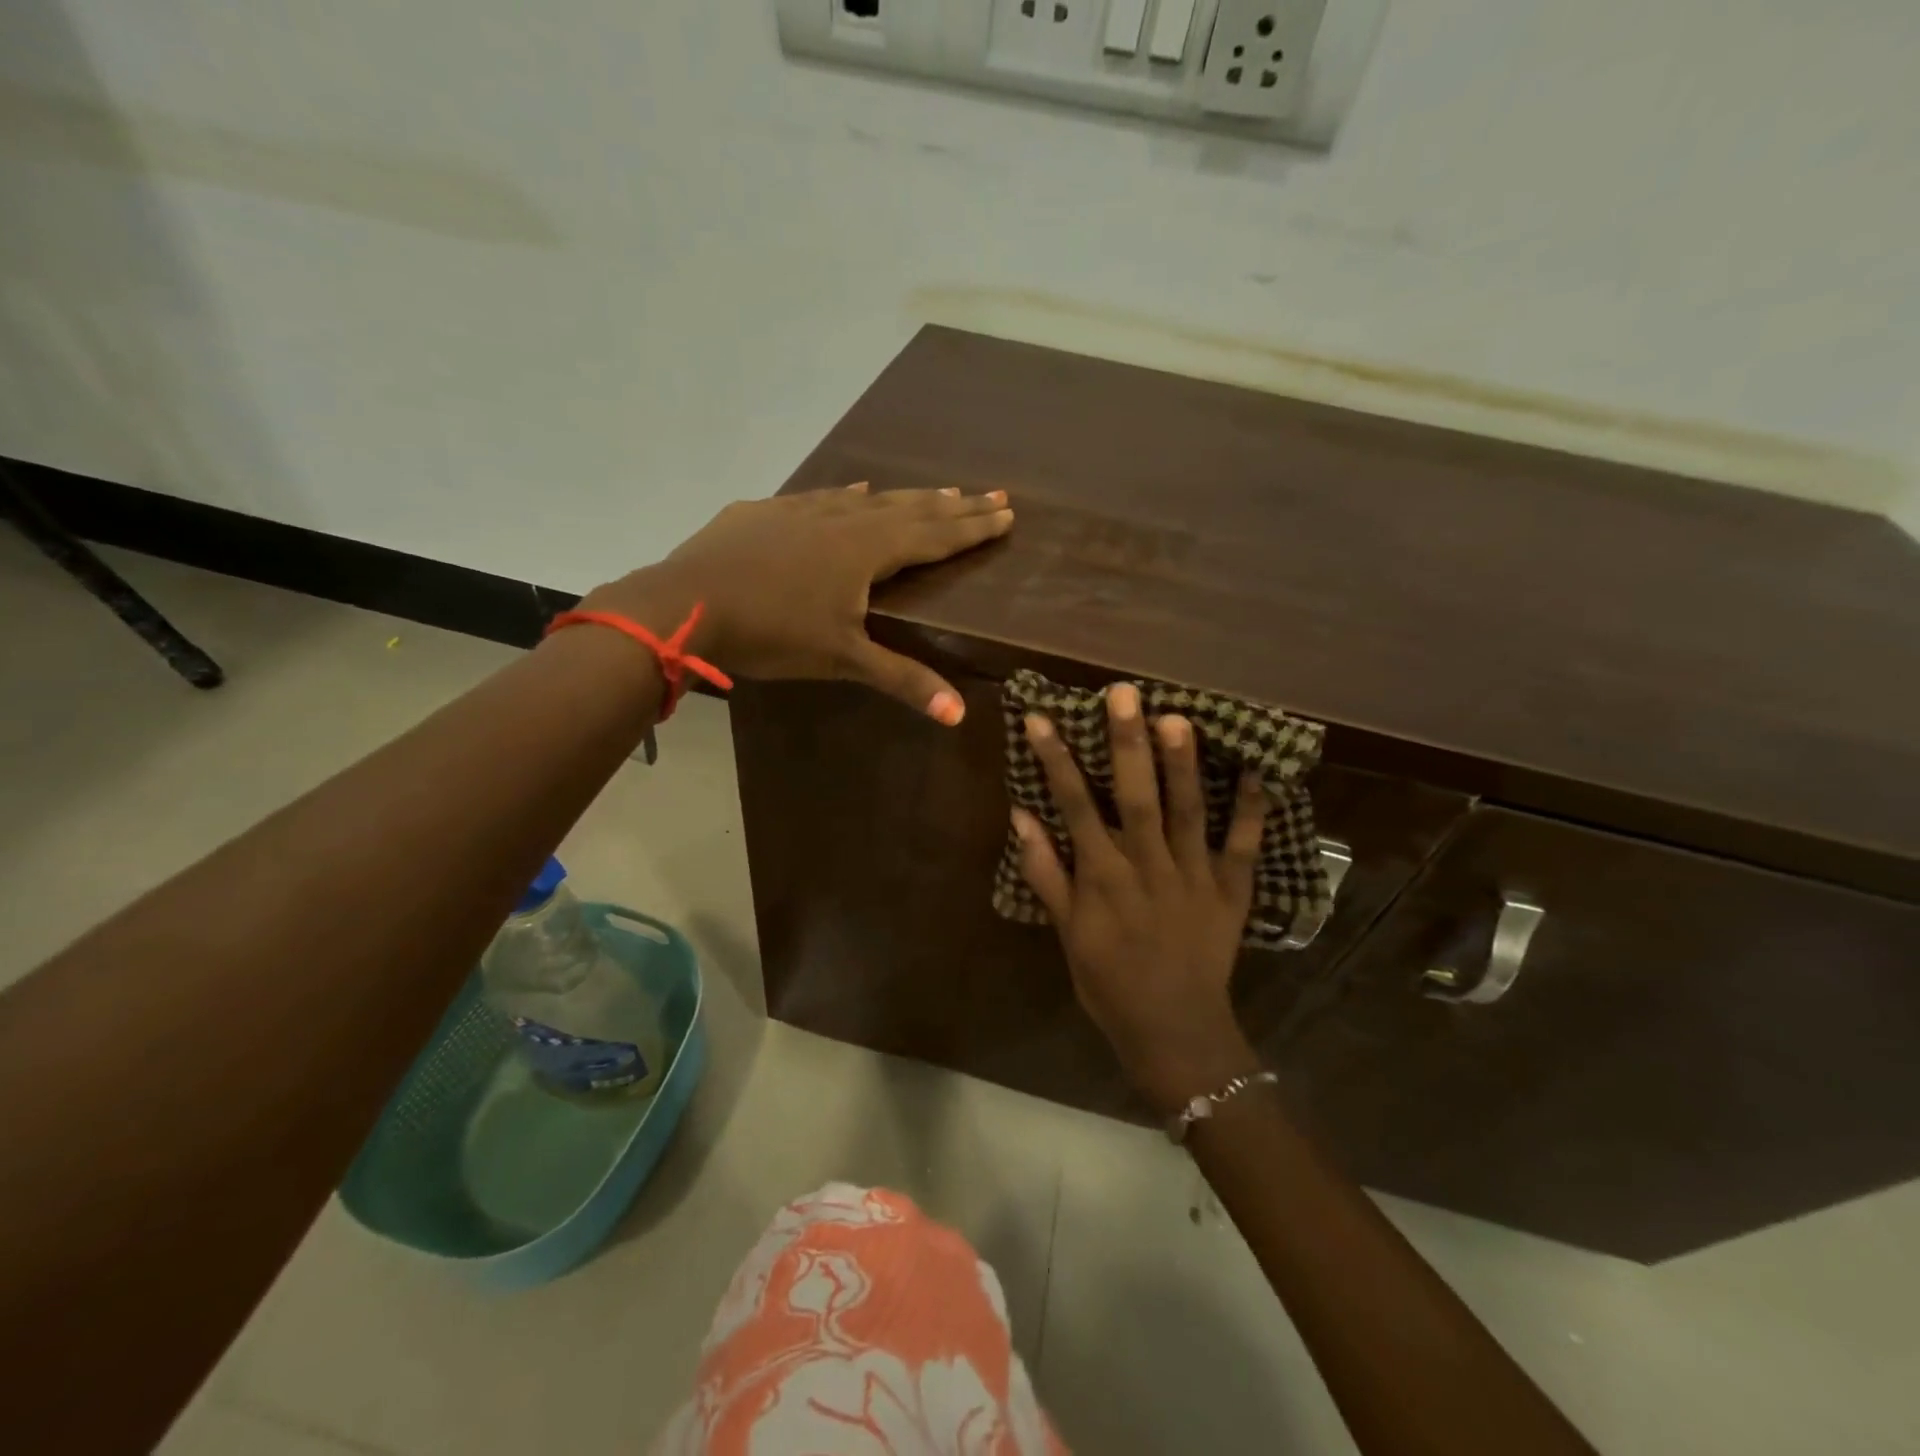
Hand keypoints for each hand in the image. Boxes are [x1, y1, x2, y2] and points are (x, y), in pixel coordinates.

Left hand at [583, 484, 1011, 722]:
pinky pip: (822, 498)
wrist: (684, 605)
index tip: (1007, 514)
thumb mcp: (842, 660)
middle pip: (911, 509)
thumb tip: (960, 715)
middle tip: (992, 494)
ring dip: (908, 497)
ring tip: (938, 491)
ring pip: (868, 499)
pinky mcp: (766, 512)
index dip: (973, 528)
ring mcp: (801, 511)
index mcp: (867, 551)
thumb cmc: (772, 633)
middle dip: (955, 505)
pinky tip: (852, 491)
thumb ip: (903, 680)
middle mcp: (843, 520)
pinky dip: (848, 495)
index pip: (935, 536)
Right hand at [1012, 682, 1267, 1110]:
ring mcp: (1195, 876)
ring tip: (1178, 717)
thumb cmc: (1110, 983)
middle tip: (1124, 694)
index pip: (1075, 807)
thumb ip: (1045, 873)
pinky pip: (1245, 845)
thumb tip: (1022, 816)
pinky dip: (1253, 808)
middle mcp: (1148, 866)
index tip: (1041, 718)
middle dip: (1127, 744)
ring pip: (1189, 811)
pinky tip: (1258, 768)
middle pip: (1136, 796)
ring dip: (1183, 764)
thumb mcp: (1066, 934)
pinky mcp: (1232, 890)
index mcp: (1104, 877)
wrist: (1175, 1032)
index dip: (1057, 761)